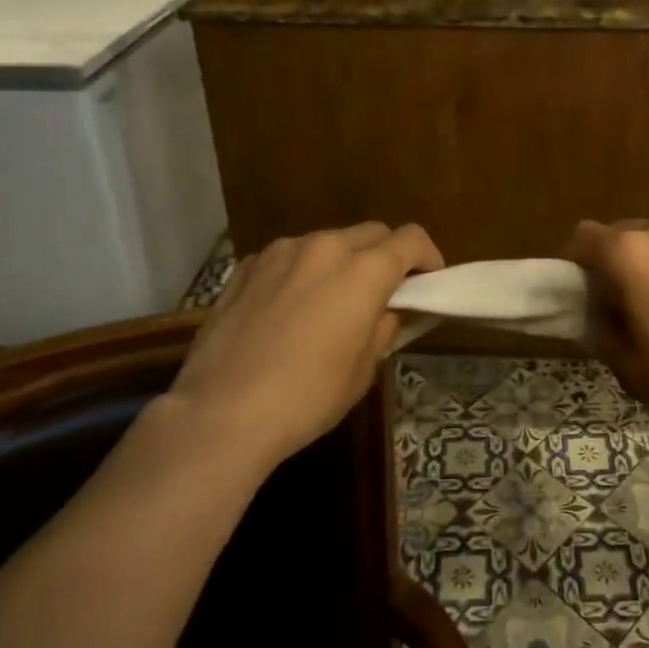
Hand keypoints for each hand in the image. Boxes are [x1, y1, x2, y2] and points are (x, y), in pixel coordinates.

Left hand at [171, 223, 442, 471]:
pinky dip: (301, 271)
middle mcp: (325, 247)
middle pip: (372, 233)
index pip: (411, 240)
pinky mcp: (246, 267)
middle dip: (386, 255)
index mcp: (363, 271)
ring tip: (332, 299)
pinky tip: (289, 306)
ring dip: (341, 261)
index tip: (428, 282)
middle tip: (384, 292)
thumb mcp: (363, 371)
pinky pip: (287, 257)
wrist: (220, 414)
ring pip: (327, 241)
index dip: (428, 257)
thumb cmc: (307, 397)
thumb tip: (388, 311)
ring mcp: (281, 252)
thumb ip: (383, 328)